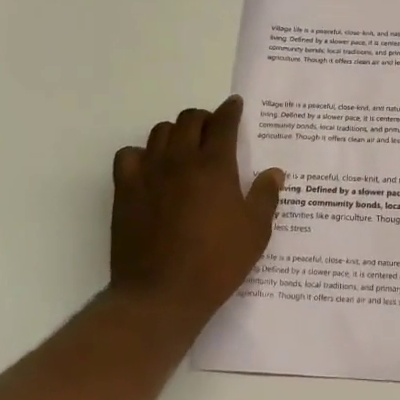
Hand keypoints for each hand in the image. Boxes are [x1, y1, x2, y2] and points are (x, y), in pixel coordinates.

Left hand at [111, 95, 284, 323]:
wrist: (161, 294)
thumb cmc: (216, 263)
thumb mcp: (255, 233)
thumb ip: (265, 197)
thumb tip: (274, 172)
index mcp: (215, 166)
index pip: (223, 122)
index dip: (231, 110)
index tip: (235, 105)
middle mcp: (180, 159)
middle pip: (189, 119)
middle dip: (204, 119)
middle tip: (213, 132)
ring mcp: (149, 173)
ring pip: (160, 132)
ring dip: (175, 133)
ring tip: (184, 148)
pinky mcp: (125, 190)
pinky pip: (128, 155)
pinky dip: (141, 155)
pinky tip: (151, 170)